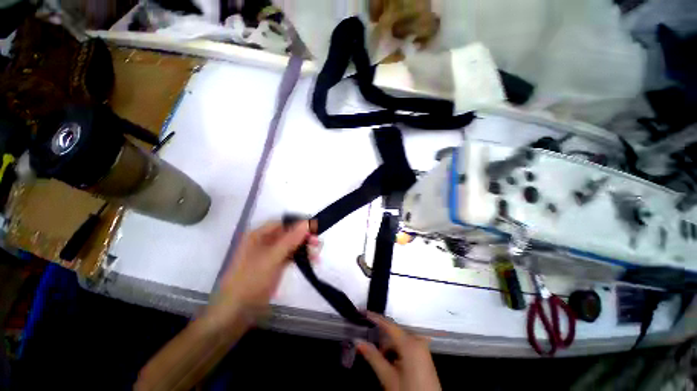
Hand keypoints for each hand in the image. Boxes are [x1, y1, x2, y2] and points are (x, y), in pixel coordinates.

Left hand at [211, 220, 317, 321]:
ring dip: (304, 248)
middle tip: (317, 244)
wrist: (236, 313)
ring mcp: (270, 255)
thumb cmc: (251, 281)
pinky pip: (290, 257)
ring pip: (291, 245)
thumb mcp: (272, 258)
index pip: (282, 223)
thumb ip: (290, 240)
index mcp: (258, 236)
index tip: (314, 229)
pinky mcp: (274, 266)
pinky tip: (311, 261)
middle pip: (288, 234)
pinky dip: (301, 258)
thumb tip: (306, 223)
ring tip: (317, 255)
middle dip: (303, 237)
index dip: (298, 224)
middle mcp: (264, 242)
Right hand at [356, 312, 440, 390]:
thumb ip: (373, 357)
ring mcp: (422, 347)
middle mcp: (418, 340)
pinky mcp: (424, 355)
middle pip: (394, 332)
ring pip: (399, 339)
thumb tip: (359, 341)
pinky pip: (406, 345)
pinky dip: (396, 350)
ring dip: (388, 346)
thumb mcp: (389, 378)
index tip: (363, 313)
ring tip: (379, 358)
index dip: (375, 318)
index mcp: (410, 343)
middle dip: (381, 337)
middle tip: (367, 342)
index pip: (389, 325)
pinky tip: (391, 362)